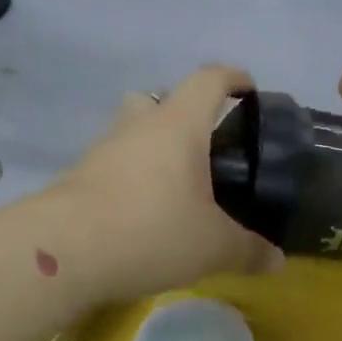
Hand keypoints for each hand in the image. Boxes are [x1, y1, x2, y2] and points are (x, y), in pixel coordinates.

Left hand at [51, 64, 283, 303]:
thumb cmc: (152, 230)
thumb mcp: (212, 247)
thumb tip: (278, 261)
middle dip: (183, 113)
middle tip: (206, 146)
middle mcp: (138, 126)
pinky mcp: (79, 178)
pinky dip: (132, 178)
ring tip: (177, 185)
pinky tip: (145, 213)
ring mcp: (103, 150)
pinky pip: (114, 166)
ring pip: (131, 131)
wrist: (63, 252)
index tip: (249, 89)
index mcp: (178, 126)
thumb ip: (248, 251)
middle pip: (159, 98)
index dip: (233, 78)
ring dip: (153, 147)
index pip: (208, 80)